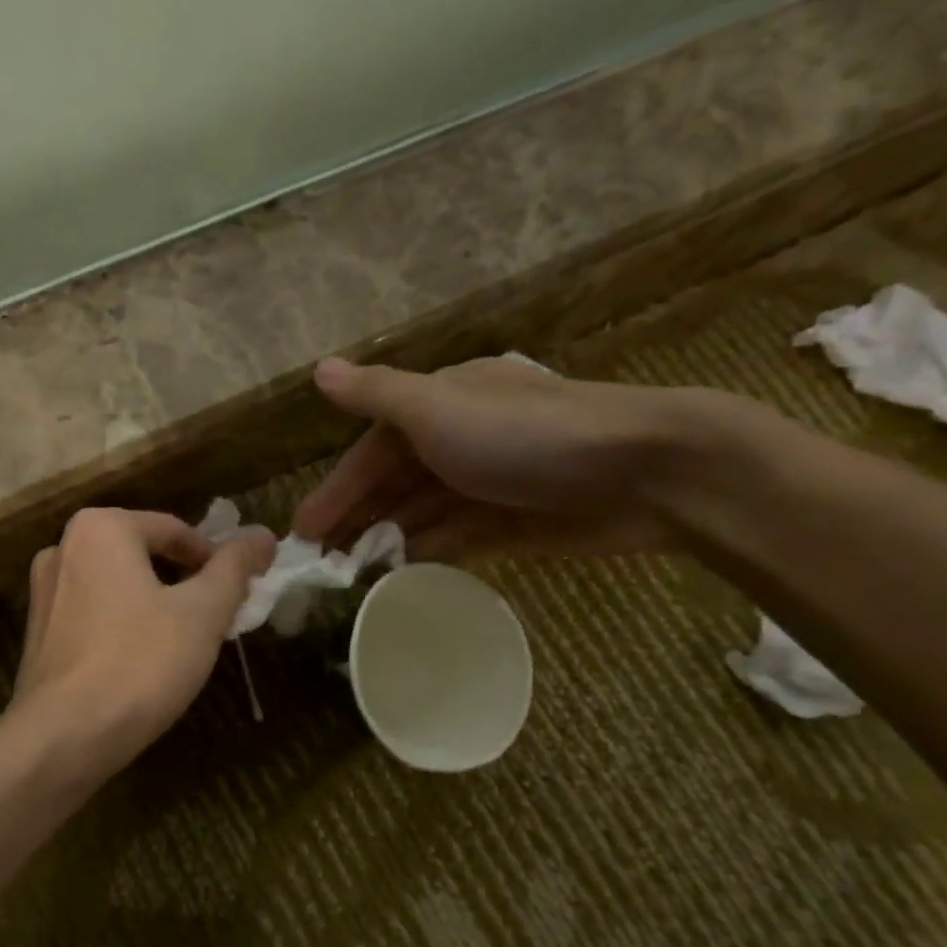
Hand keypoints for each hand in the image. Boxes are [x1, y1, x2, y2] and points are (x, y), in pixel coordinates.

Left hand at [10, 507, 276, 775]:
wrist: (63, 737)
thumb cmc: (140, 664)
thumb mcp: (203, 613)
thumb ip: (235, 568)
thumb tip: (263, 534)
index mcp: (100, 528)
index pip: (176, 530)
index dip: (216, 561)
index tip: (239, 595)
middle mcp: (62, 548)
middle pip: (144, 555)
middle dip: (184, 583)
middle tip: (215, 620)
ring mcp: (43, 592)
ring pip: (118, 586)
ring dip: (155, 605)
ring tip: (183, 644)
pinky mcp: (37, 633)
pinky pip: (93, 614)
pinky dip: (123, 626)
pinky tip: (141, 664)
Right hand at [293, 356, 715, 558]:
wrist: (643, 470)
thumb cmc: (525, 435)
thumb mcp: (438, 407)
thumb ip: (376, 395)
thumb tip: (319, 369)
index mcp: (441, 404)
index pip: (372, 450)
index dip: (337, 489)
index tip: (304, 531)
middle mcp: (462, 439)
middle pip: (394, 484)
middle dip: (356, 520)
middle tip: (320, 564)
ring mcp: (489, 483)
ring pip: (422, 514)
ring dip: (387, 540)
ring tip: (351, 576)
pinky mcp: (515, 522)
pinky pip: (457, 539)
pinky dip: (429, 553)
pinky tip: (402, 576)